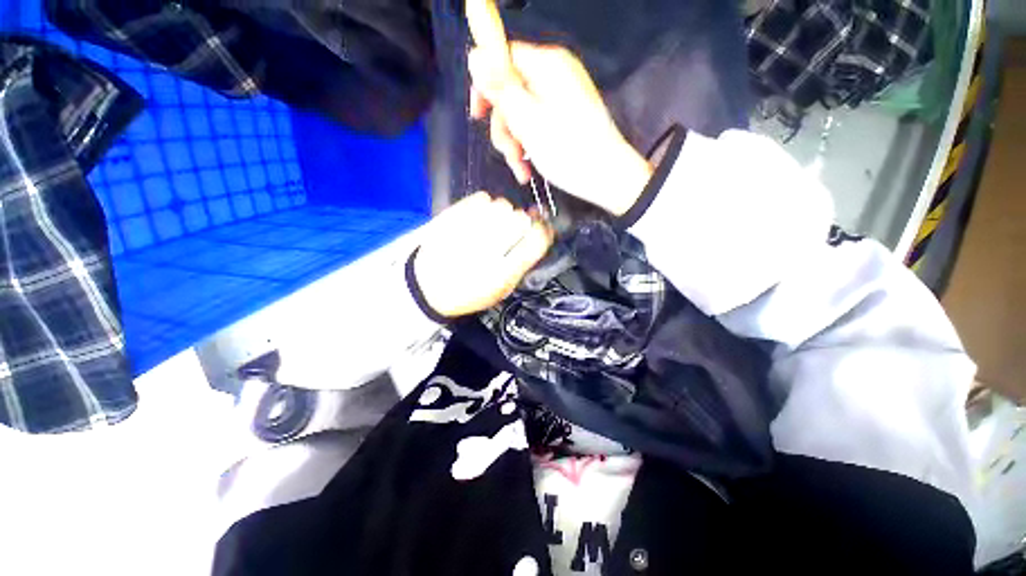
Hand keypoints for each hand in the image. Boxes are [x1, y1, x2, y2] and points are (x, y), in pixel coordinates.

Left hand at [413, 192, 552, 317]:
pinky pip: (482, 198)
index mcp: (500, 274)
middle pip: (520, 219)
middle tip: (511, 233)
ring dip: (504, 214)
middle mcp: (485, 251)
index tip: (539, 231)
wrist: (428, 287)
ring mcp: (466, 232)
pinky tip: (480, 218)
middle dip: (521, 223)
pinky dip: (487, 205)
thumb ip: (523, 263)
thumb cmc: (470, 292)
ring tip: (493, 226)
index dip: (543, 232)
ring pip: (502, 205)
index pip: (535, 241)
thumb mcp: (502, 290)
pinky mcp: (451, 218)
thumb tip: (540, 231)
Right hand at [465, 0, 652, 215]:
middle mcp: (555, 74)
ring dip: (515, 142)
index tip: (478, 115)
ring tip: (520, 167)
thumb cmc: (568, 151)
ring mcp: (562, 97)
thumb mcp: (528, 121)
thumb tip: (475, 56)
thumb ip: (501, 88)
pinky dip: (528, 145)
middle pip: (511, 90)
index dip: (486, 85)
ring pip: (522, 112)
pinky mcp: (566, 117)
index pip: (503, 58)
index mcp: (547, 65)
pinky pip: (537, 123)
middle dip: (504, 125)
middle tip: (508, 152)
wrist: (607, 177)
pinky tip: (527, 167)